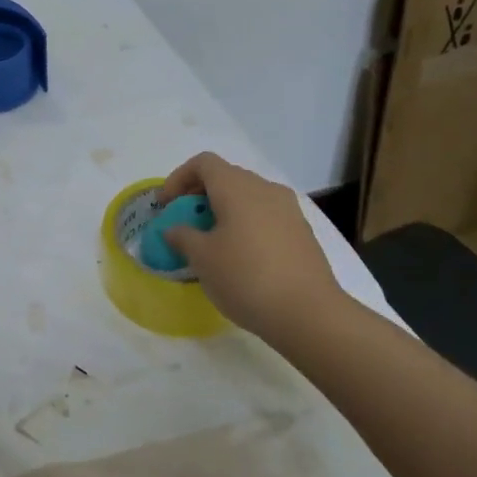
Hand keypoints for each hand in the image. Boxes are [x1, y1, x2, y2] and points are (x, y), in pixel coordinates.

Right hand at [158, 152, 354, 343]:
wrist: (309, 313)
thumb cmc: (246, 277)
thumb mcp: (202, 258)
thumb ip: (182, 236)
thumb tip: (175, 229)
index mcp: (237, 187)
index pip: (203, 163)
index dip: (178, 178)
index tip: (167, 207)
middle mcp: (265, 189)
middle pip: (226, 177)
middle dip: (200, 196)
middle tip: (185, 224)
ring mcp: (288, 210)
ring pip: (247, 198)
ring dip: (224, 212)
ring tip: (211, 243)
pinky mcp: (302, 233)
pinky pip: (265, 217)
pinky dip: (245, 226)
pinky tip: (240, 258)